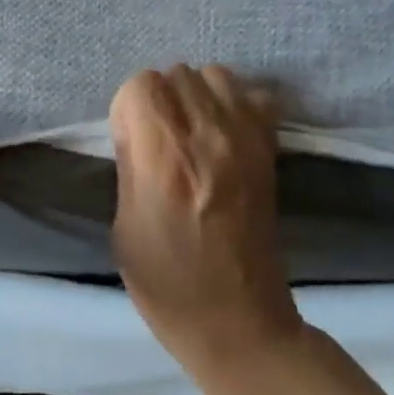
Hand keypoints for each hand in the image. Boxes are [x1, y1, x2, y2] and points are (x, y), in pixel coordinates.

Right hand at [109, 65, 301, 375]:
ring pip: (214, 74)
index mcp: (164, 157)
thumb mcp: (123, 226)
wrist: (239, 321)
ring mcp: (246, 140)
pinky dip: (235, 102)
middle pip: (176, 73)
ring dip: (195, 94)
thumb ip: (129, 165)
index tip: (129, 143)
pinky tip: (224, 133)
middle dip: (158, 99)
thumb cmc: (167, 283)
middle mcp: (208, 135)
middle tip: (158, 141)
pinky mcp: (270, 150)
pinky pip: (254, 95)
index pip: (141, 84)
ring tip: (191, 132)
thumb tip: (135, 130)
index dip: (127, 110)